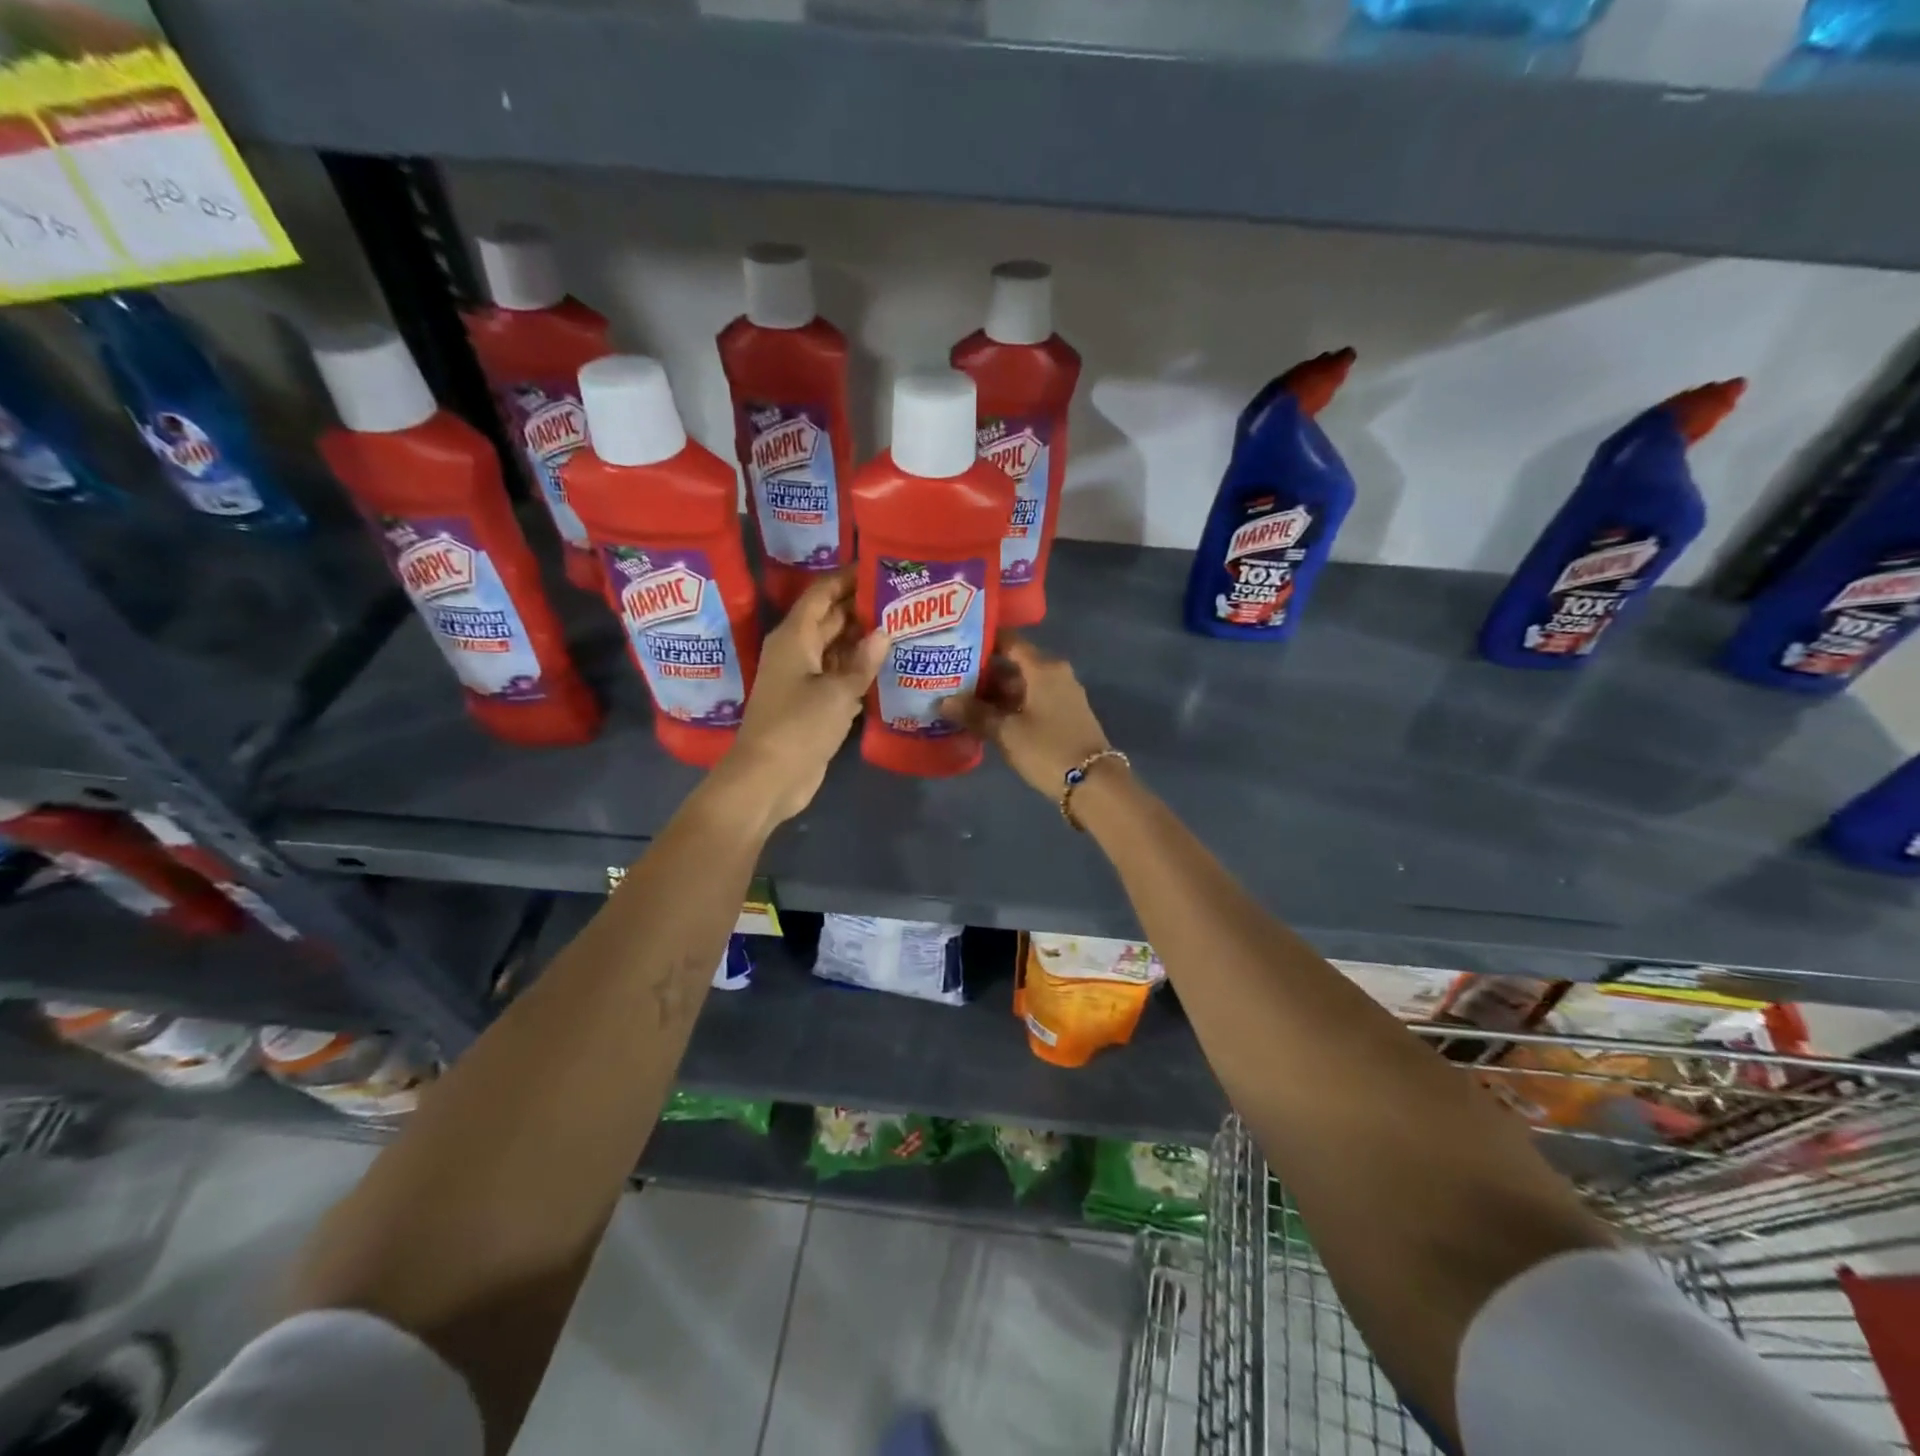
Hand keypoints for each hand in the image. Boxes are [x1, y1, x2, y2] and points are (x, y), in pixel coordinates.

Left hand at [721, 570, 888, 824]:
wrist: (769, 778)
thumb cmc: (798, 726)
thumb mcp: (837, 692)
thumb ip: (862, 661)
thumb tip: (883, 632)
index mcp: (794, 637)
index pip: (822, 593)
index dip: (848, 578)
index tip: (880, 567)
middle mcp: (796, 651)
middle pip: (830, 618)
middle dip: (862, 608)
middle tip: (903, 599)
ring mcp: (802, 679)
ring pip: (835, 649)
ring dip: (863, 640)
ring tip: (903, 627)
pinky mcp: (811, 704)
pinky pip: (837, 676)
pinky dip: (858, 670)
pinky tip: (887, 667)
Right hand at [938, 636, 1113, 797]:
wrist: (1094, 784)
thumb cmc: (1048, 749)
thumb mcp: (1006, 732)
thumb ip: (974, 713)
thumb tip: (942, 701)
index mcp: (1043, 668)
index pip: (1009, 642)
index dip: (982, 641)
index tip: (955, 644)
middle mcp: (1055, 674)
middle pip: (1013, 665)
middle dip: (983, 673)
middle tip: (949, 679)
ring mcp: (1062, 696)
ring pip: (1021, 686)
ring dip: (994, 694)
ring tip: (960, 701)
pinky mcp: (1064, 716)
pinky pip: (1030, 702)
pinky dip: (1009, 707)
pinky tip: (985, 719)